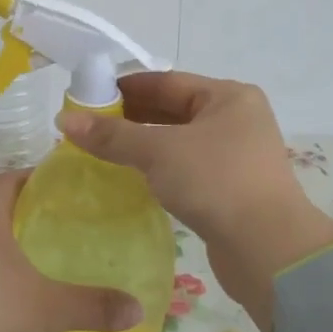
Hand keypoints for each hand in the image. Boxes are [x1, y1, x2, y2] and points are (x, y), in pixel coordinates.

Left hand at [0, 170, 142, 331]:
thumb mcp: (48, 310)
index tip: (60, 182)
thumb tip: (138, 309)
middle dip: (29, 211)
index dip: (30, 175)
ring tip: (49, 258)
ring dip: (14, 245)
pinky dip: (0, 273)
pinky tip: (21, 295)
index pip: (5, 181)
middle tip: (66, 222)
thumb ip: (93, 306)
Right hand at [56, 72, 332, 331]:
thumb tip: (65, 120)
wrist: (268, 250)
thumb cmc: (216, 182)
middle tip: (88, 126)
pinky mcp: (231, 188)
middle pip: (174, 109)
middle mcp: (237, 119)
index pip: (167, 81)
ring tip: (101, 151)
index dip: (125, 88)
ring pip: (179, 141)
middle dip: (131, 117)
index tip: (88, 97)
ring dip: (143, 144)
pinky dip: (159, 168)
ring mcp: (237, 155)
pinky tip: (131, 177)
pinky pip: (187, 167)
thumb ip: (112, 135)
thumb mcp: (159, 151)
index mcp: (229, 96)